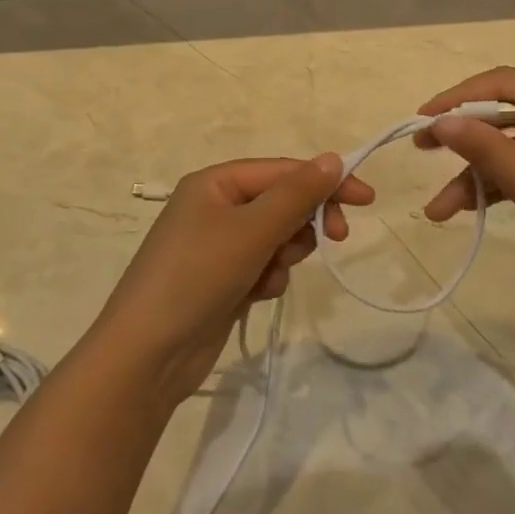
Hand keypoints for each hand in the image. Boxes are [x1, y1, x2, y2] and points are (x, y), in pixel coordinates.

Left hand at [88, 156, 374, 406]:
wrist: (147, 355)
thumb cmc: (197, 276)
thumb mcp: (251, 230)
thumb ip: (296, 195)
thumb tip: (333, 159)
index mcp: (216, 183)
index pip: (283, 170)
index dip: (326, 180)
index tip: (367, 200)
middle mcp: (215, 206)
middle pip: (281, 201)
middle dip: (304, 221)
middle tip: (337, 238)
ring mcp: (217, 244)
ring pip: (276, 236)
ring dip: (285, 253)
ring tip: (269, 274)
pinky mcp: (223, 278)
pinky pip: (263, 265)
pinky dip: (268, 277)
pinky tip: (256, 295)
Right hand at [414, 67, 514, 321]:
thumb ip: (486, 148)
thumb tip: (441, 121)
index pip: (508, 82)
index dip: (457, 98)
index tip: (418, 120)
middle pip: (514, 110)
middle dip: (467, 136)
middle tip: (422, 151)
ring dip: (485, 171)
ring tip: (443, 208)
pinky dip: (513, 181)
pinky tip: (479, 207)